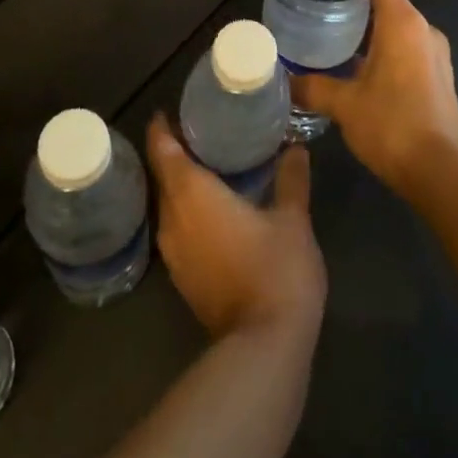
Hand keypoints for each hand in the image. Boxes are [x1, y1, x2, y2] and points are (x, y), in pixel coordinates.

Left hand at [146, 114, 325, 340]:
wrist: (264, 347)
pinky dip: (188, 210)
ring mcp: (174, 253)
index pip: (163, 150)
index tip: (170, 109)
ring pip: (169, 204)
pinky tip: (213, 207)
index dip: (162, 128)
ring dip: (180, 184)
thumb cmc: (276, 269)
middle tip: (199, 130)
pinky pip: (177, 228)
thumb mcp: (292, 218)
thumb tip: (296, 147)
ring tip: (208, 163)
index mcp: (192, 194)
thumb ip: (291, 178)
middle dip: (173, 152)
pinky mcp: (183, 278)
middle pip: (163, 176)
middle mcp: (173, 218)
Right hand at [292, 0, 457, 197]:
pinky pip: (410, 50)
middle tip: (320, 20)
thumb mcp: (344, 105)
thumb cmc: (391, 126)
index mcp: (402, 22)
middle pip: (387, 2)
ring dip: (371, 34)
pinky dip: (388, 53)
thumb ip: (312, 87)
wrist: (439, 173)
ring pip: (399, 28)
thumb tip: (284, 80)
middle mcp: (424, 29)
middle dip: (356, 8)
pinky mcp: (441, 77)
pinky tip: (363, 75)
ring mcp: (437, 54)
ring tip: (336, 47)